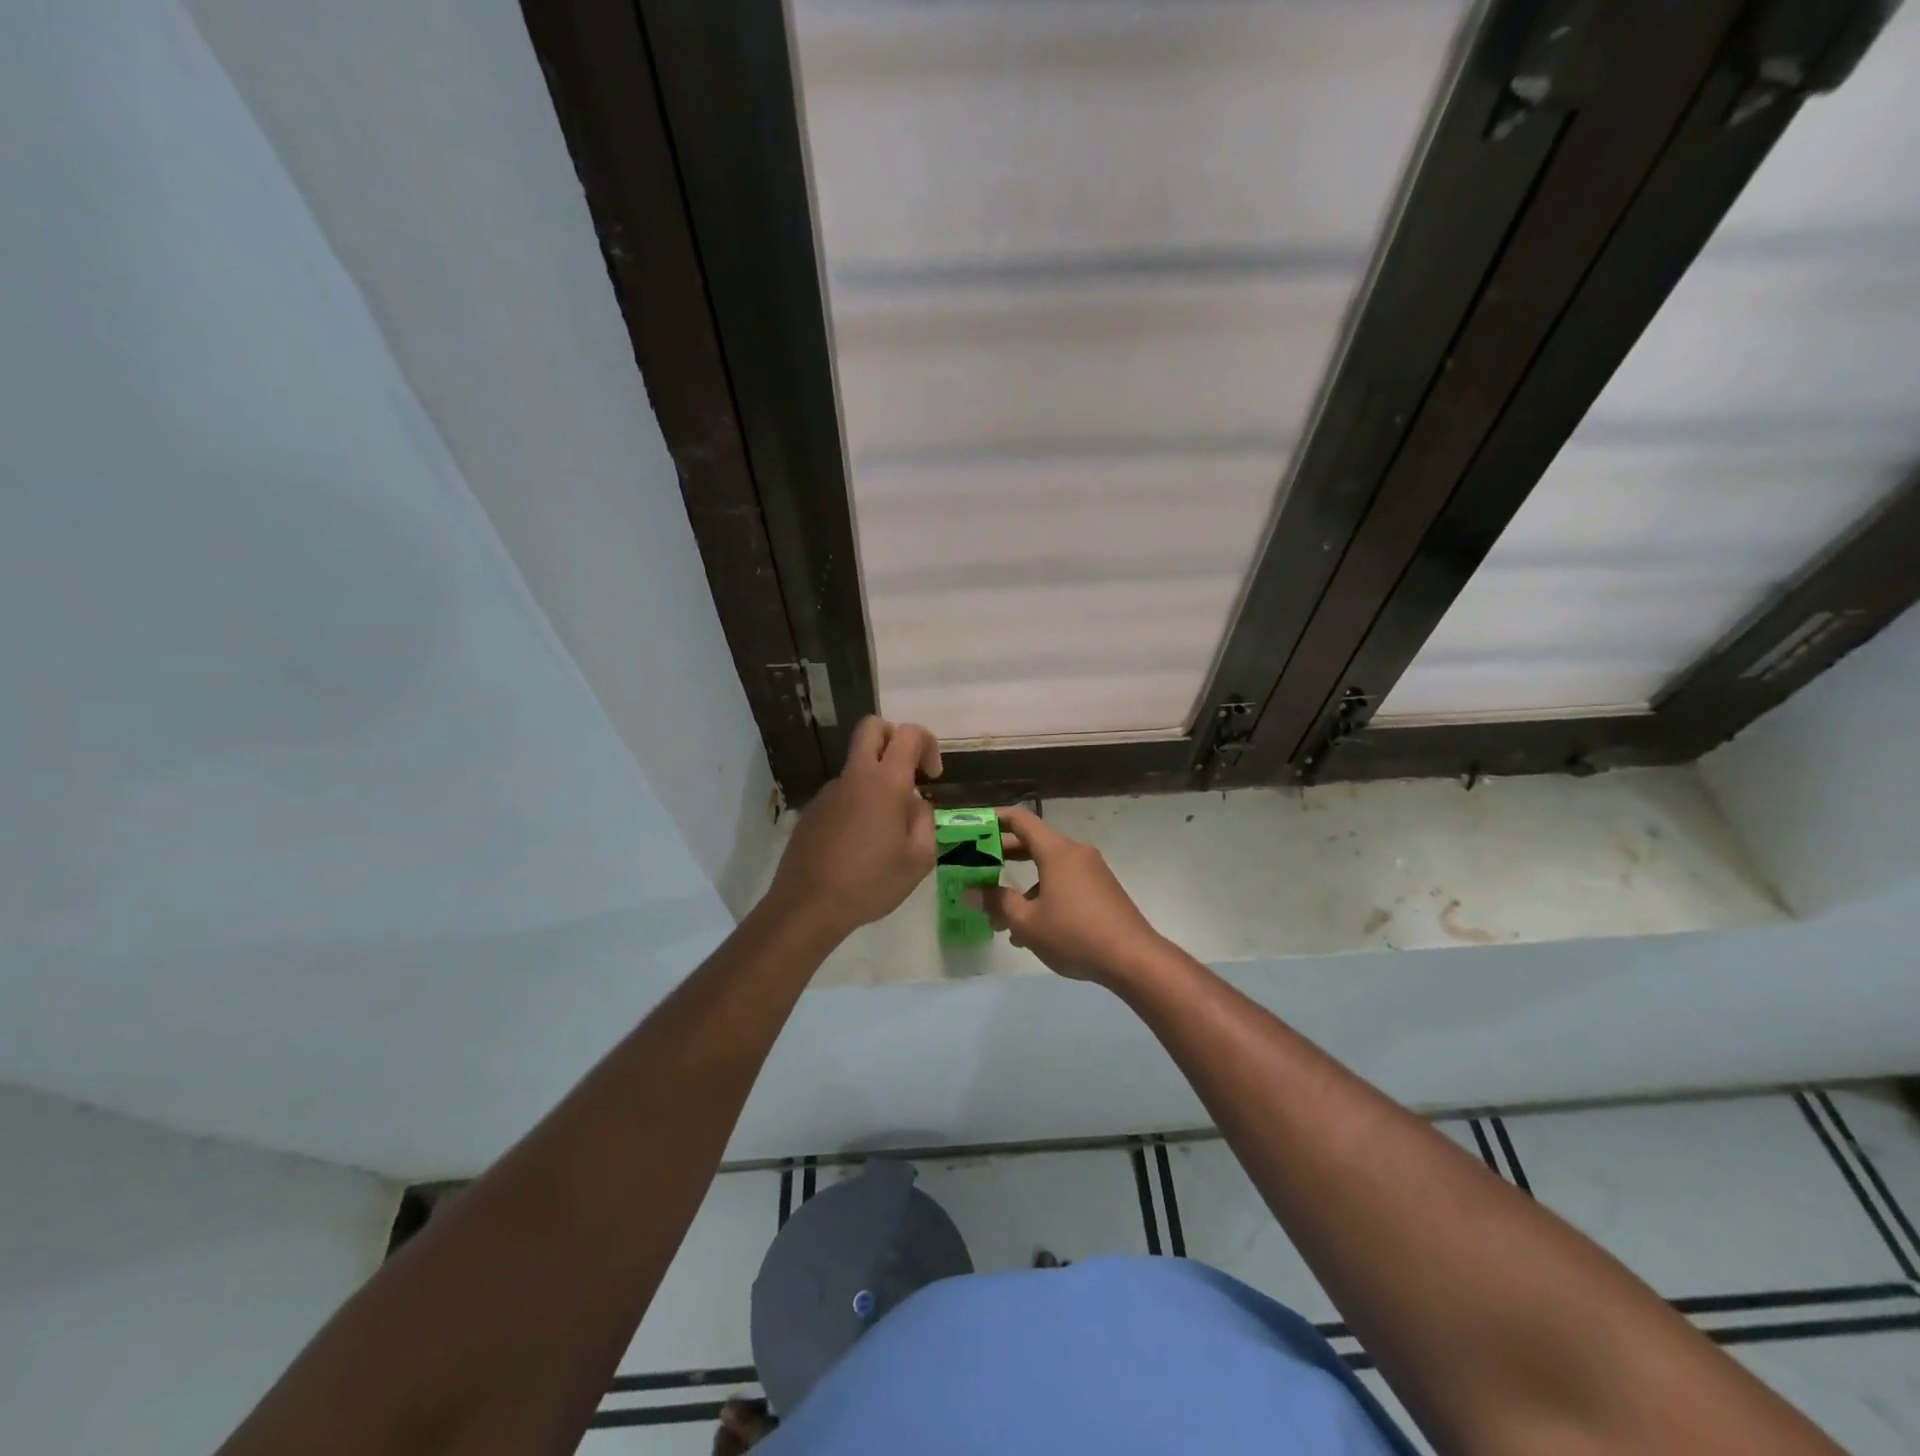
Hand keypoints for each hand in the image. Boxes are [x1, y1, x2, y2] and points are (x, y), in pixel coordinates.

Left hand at [767, 717, 941, 938]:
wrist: (808, 905)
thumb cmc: (871, 883)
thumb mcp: (918, 859)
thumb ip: (925, 821)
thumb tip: (916, 803)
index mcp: (885, 783)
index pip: (909, 733)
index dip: (927, 744)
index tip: (932, 776)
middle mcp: (855, 776)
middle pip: (871, 727)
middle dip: (894, 737)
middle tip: (907, 772)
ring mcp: (829, 791)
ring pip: (857, 765)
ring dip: (876, 779)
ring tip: (885, 831)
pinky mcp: (813, 810)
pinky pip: (842, 793)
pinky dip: (858, 804)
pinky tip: (860, 844)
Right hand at [972, 807, 1164, 983]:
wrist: (1133, 958)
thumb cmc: (1074, 933)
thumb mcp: (1027, 922)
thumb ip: (997, 903)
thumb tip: (971, 893)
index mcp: (1056, 851)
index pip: (1020, 820)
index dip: (995, 819)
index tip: (973, 827)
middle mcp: (1075, 853)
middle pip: (1034, 844)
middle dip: (1004, 856)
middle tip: (977, 868)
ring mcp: (1092, 871)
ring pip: (1048, 869)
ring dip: (1023, 887)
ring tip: (1001, 917)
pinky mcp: (1102, 890)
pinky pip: (1065, 883)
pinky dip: (1044, 895)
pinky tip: (1032, 930)